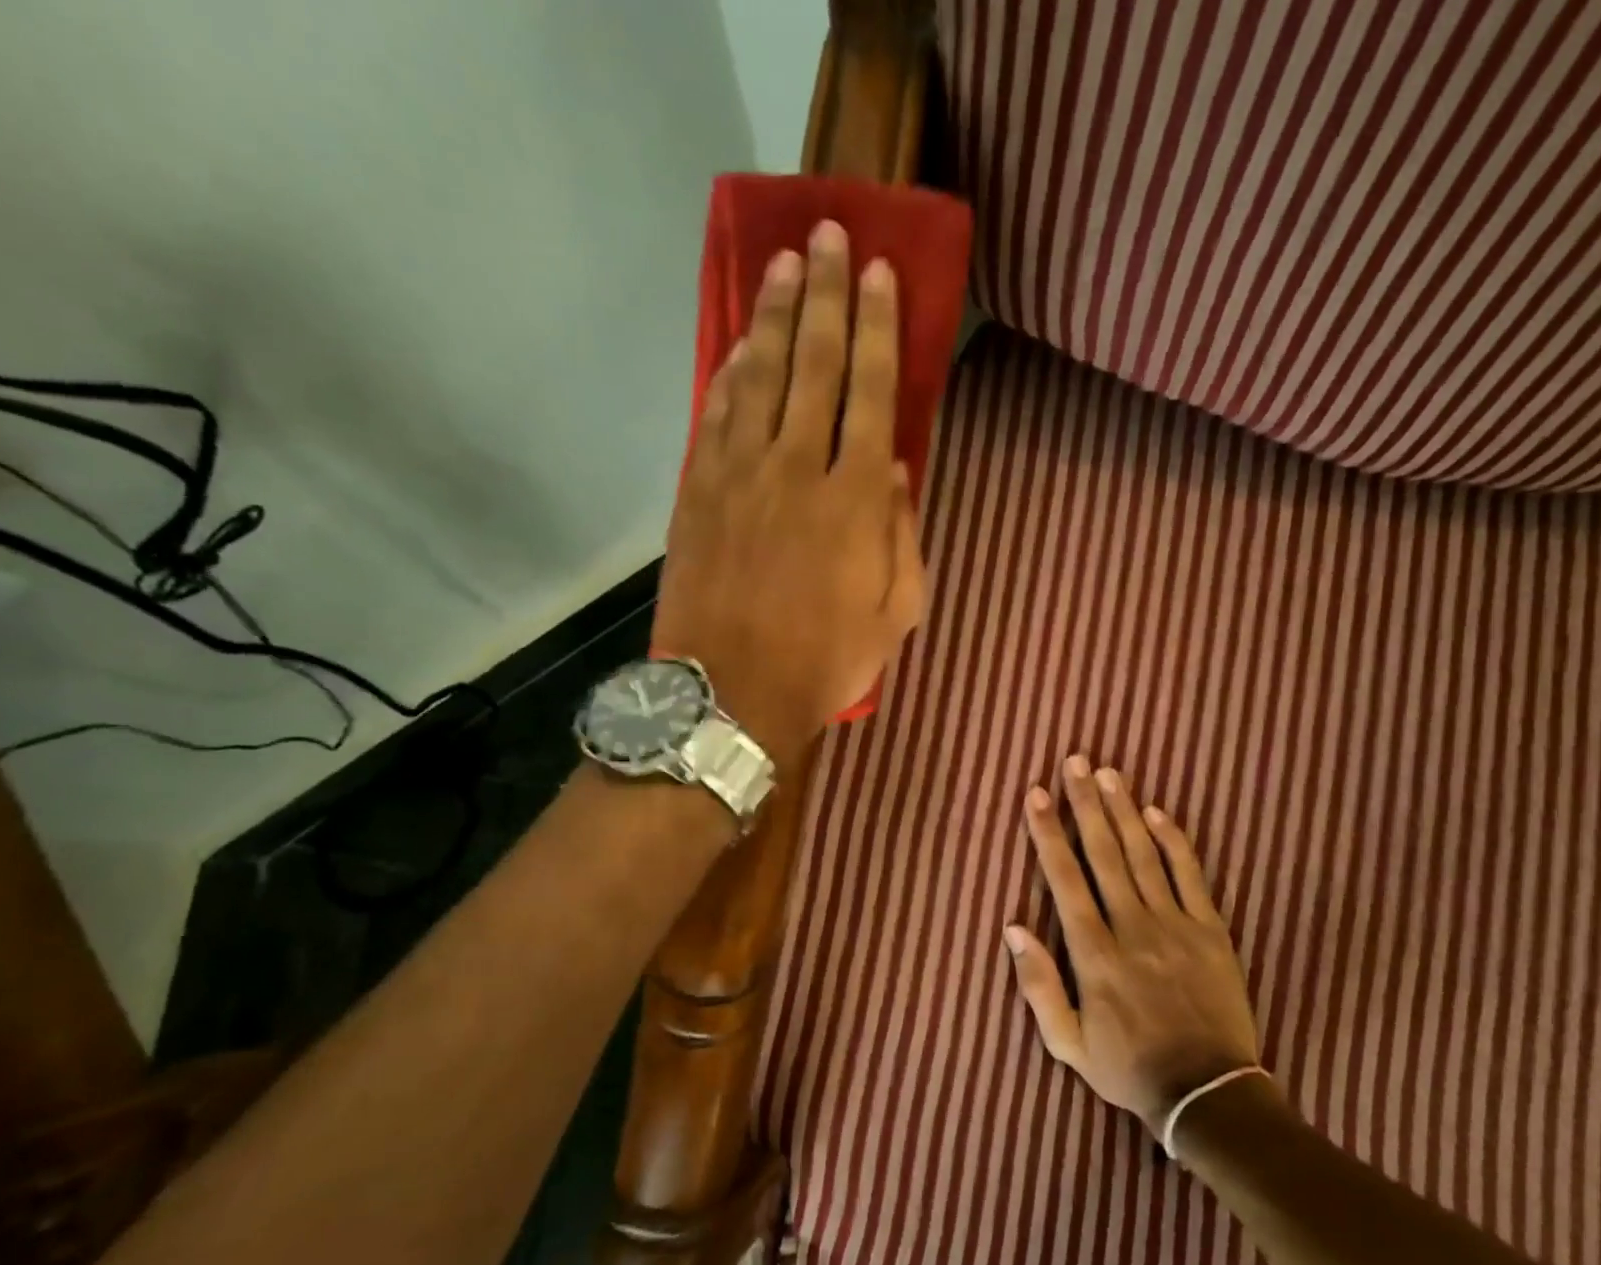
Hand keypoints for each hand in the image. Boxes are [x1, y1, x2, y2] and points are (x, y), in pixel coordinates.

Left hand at [651, 219, 926, 763]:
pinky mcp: (698, 491)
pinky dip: (730, 371)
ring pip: (761, 376)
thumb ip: (902, 534)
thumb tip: (895, 468)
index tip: (879, 274)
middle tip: (829, 235)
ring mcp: (739, 474)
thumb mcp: (895, 612)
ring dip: (776, 316)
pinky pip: (716, 414)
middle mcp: (797, 467)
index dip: (877, 328)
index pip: (871, 392)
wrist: (732, 693)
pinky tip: (742, 343)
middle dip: (827, 296)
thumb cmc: (825, 660)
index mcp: (855, 499)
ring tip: (786, 266)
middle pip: (815, 364)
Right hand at [1006, 755, 1265, 1136]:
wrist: (1209, 1095)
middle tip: (1074, 762)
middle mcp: (1132, 927)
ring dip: (1123, 811)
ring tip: (1108, 773)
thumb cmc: (1128, 1068)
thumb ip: (1037, 985)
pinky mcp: (1211, 931)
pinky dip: (1174, 841)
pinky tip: (1157, 812)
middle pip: (1103, 853)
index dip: (1048, 833)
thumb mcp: (1067, 1043)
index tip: (1035, 795)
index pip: (1064, 879)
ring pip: (1143, 855)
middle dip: (1085, 803)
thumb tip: (1013, 927)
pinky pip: (1190, 876)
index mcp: (1093, 953)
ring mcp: (1175, 925)